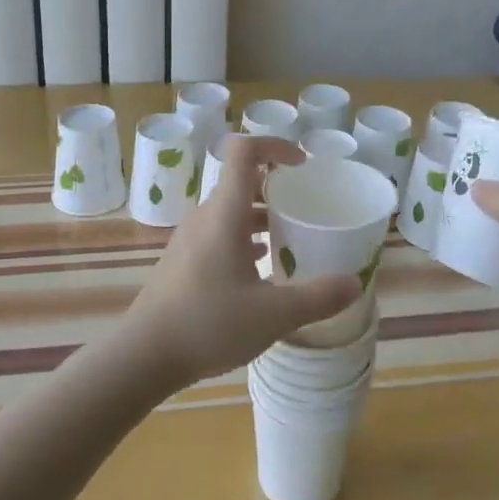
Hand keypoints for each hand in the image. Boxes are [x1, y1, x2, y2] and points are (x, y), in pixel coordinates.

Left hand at [123, 136, 361, 389]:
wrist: (143, 354)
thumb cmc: (208, 323)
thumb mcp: (273, 315)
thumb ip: (317, 297)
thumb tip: (355, 283)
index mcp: (225, 213)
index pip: (244, 151)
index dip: (274, 145)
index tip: (302, 165)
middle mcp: (206, 216)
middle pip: (241, 180)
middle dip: (275, 185)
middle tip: (305, 205)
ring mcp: (190, 237)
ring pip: (230, 209)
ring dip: (260, 214)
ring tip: (290, 236)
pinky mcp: (183, 258)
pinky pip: (219, 231)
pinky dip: (244, 236)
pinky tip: (261, 266)